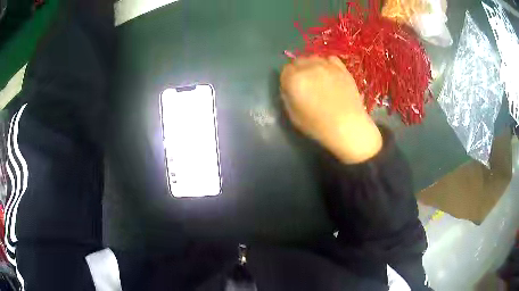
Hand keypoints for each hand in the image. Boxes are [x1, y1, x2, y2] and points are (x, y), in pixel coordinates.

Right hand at [280, 56, 381, 163]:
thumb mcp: (293, 116)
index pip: (285, 70)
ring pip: (314, 58)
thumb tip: (288, 87)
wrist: (348, 126)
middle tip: (305, 84)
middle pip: (299, 61)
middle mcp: (309, 67)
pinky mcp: (341, 68)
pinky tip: (330, 74)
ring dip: (312, 66)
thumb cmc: (318, 125)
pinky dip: (327, 64)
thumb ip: (287, 97)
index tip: (292, 88)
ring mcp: (327, 65)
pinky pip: (330, 59)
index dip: (287, 79)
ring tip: (318, 79)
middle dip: (298, 70)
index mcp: (294, 79)